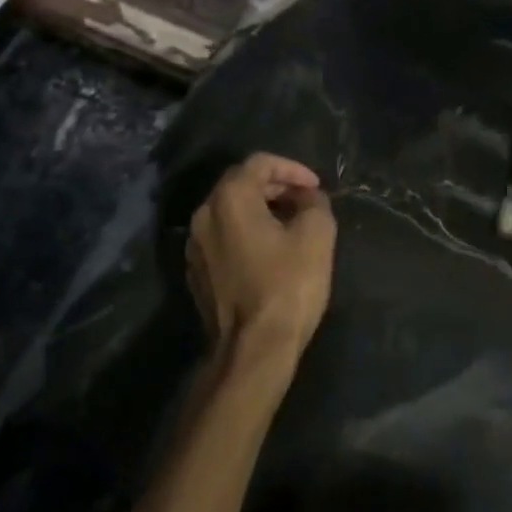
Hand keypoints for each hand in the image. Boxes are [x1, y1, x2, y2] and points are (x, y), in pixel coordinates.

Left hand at [187, 154, 336, 369]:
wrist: (252, 349)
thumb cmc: (287, 286)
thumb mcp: (316, 236)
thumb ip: (314, 203)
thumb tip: (307, 197)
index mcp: (229, 199)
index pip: (259, 163)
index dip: (292, 168)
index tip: (315, 187)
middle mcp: (203, 215)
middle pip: (240, 184)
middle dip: (276, 187)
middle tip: (305, 202)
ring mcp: (194, 246)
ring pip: (229, 212)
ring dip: (260, 210)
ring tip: (291, 225)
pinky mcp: (196, 272)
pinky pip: (223, 238)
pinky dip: (246, 234)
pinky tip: (270, 252)